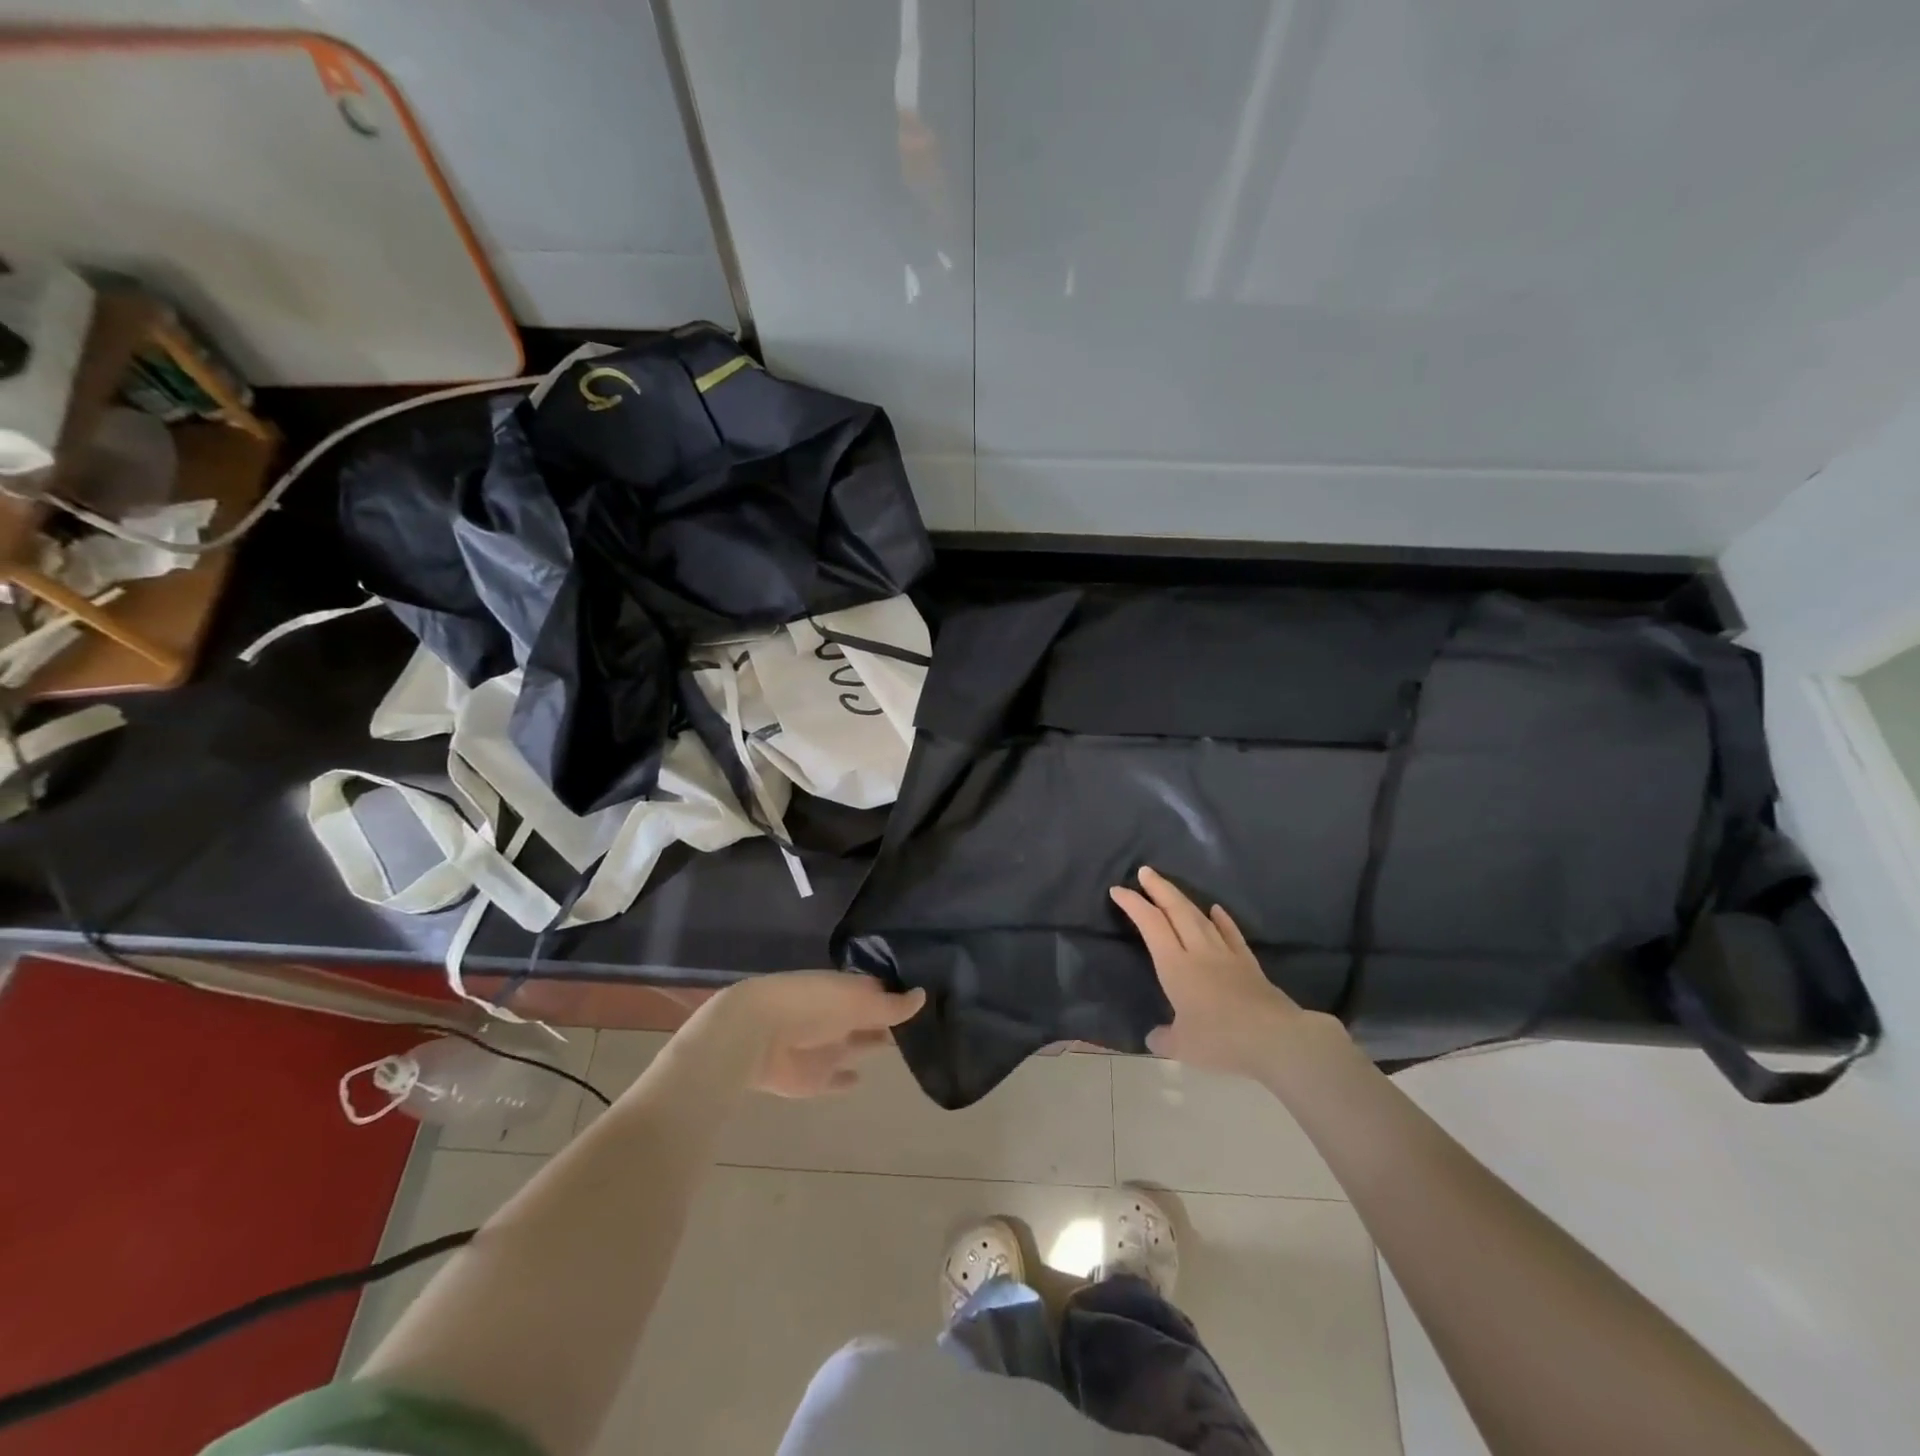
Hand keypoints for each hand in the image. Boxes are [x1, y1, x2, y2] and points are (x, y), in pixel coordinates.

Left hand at [707, 972, 925, 1098]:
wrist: (756, 1034)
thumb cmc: (812, 1006)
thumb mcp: (858, 1000)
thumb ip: (891, 1005)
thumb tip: (924, 995)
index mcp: (847, 990)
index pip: (879, 990)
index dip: (900, 994)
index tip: (929, 996)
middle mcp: (839, 1016)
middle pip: (870, 1018)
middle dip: (890, 1020)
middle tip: (927, 1024)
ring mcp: (826, 1046)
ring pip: (857, 1045)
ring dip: (874, 1044)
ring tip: (906, 1047)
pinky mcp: (814, 1078)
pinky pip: (836, 1080)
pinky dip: (847, 1081)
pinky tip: (862, 1080)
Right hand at [1110, 866, 1344, 1078]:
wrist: (1275, 1039)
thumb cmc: (1221, 1040)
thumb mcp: (1182, 1047)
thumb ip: (1164, 1039)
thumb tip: (1153, 1037)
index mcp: (1175, 966)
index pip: (1150, 925)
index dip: (1133, 904)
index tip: (1118, 890)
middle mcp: (1198, 951)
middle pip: (1176, 911)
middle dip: (1158, 889)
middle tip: (1145, 871)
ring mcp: (1226, 954)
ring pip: (1200, 917)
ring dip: (1183, 899)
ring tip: (1171, 888)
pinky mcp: (1248, 963)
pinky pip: (1231, 934)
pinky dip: (1222, 919)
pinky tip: (1216, 909)